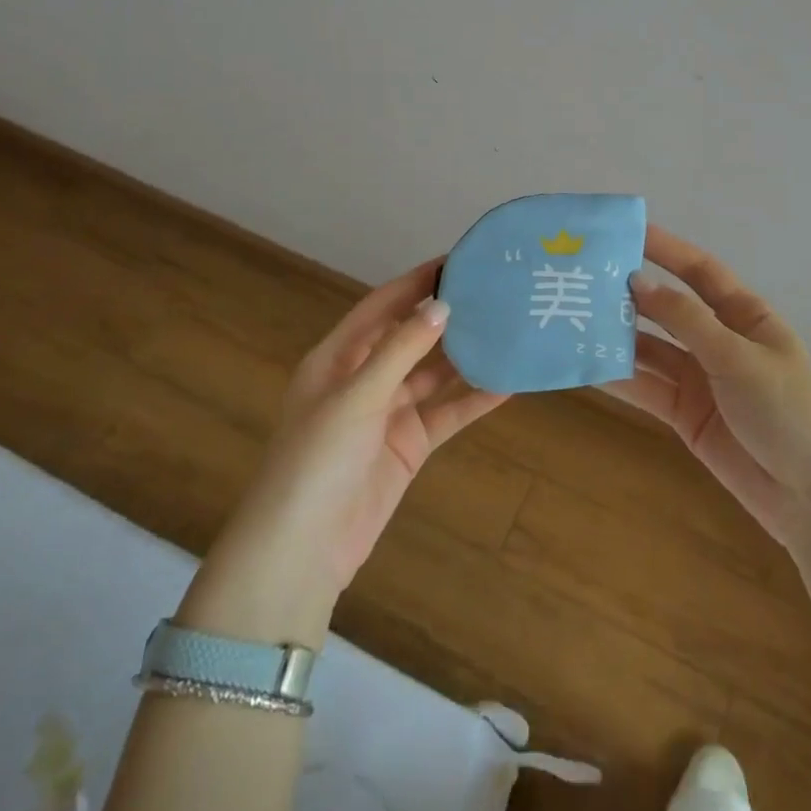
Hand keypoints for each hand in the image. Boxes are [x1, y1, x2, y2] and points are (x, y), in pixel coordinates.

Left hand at [187, 261, 507, 639]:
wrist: (302, 549)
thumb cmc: (317, 459)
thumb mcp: (356, 396)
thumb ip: (400, 350)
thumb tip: (442, 305)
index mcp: (338, 358)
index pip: (381, 306)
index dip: (416, 282)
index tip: (455, 261)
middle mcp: (364, 379)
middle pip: (411, 337)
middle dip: (446, 316)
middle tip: (493, 291)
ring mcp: (388, 413)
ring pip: (434, 374)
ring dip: (466, 356)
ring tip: (507, 329)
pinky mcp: (409, 445)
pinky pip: (446, 413)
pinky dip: (474, 399)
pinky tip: (508, 383)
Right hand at [606, 225, 810, 552]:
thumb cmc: (789, 411)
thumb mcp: (739, 357)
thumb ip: (686, 320)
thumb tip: (637, 281)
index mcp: (743, 315)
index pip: (698, 270)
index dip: (664, 248)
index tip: (623, 232)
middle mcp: (717, 340)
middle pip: (667, 309)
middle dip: (629, 294)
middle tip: (581, 279)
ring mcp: (698, 378)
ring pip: (650, 349)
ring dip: (617, 337)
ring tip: (572, 320)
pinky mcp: (683, 414)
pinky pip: (646, 388)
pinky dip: (619, 378)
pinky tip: (585, 366)